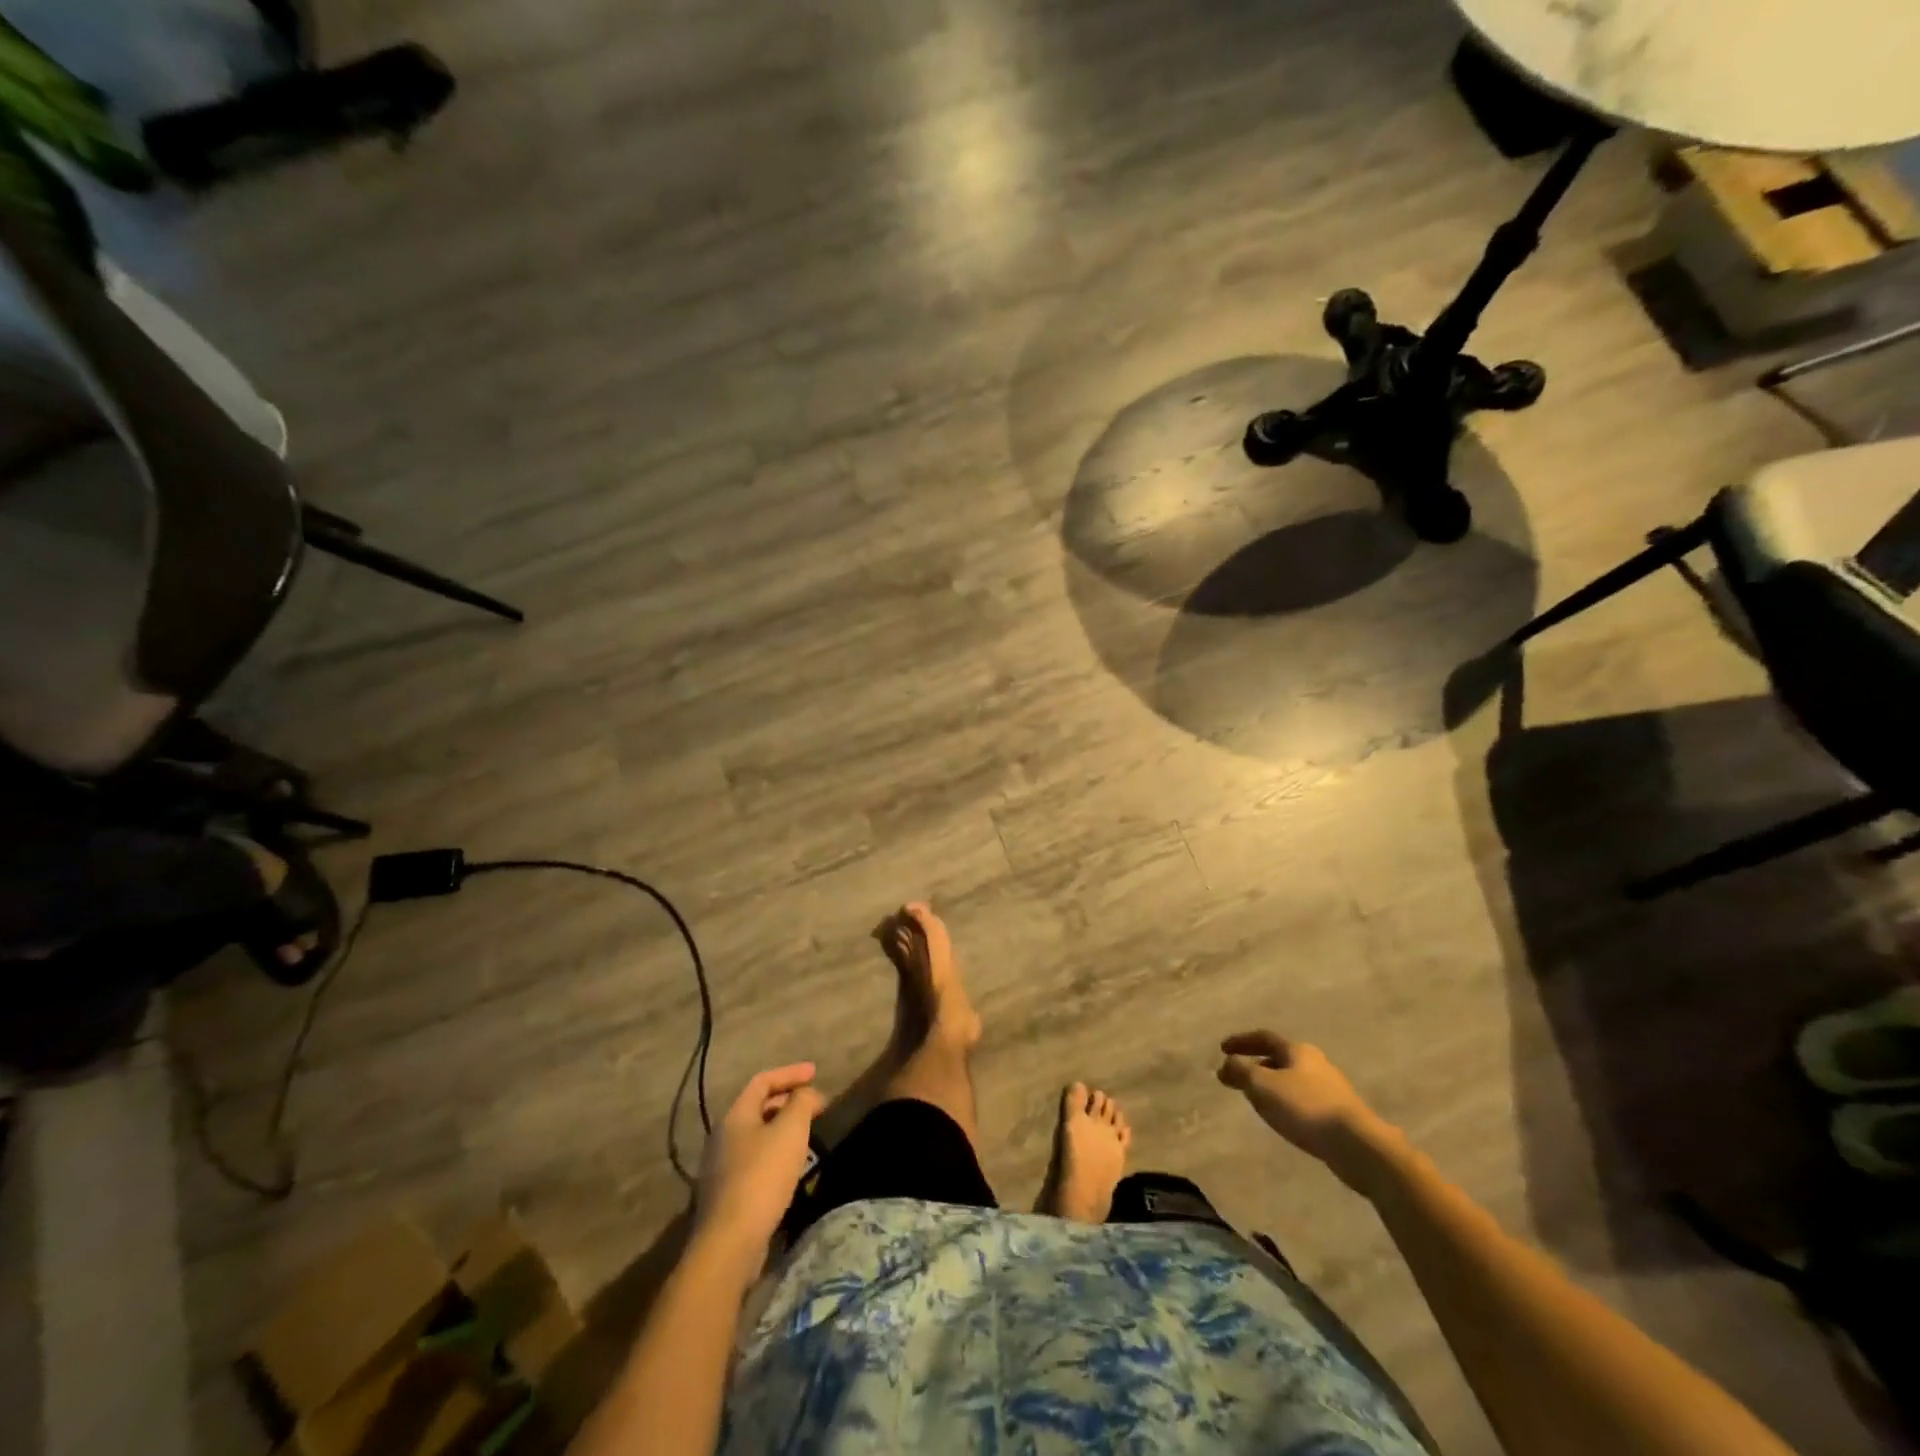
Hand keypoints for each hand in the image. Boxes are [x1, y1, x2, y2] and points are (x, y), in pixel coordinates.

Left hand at [696, 1063, 825, 1254]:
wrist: (729, 1243)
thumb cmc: (762, 1177)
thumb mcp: (790, 1131)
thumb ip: (802, 1103)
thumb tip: (807, 1094)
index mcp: (735, 1116)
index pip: (762, 1081)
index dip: (790, 1073)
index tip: (815, 1073)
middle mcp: (722, 1137)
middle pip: (758, 1108)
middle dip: (788, 1101)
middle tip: (815, 1105)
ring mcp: (721, 1168)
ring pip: (756, 1136)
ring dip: (782, 1129)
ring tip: (807, 1135)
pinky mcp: (726, 1195)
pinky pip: (754, 1161)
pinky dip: (775, 1154)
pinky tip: (791, 1168)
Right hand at [1217, 1031, 1397, 1193]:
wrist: (1358, 1146)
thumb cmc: (1305, 1108)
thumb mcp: (1263, 1086)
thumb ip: (1240, 1071)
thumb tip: (1227, 1064)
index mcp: (1298, 1050)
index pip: (1264, 1037)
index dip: (1241, 1041)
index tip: (1222, 1049)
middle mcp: (1316, 1063)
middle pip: (1280, 1058)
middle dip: (1256, 1065)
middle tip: (1238, 1077)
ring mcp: (1331, 1088)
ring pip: (1292, 1080)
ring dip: (1271, 1086)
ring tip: (1257, 1101)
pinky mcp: (1339, 1113)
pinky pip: (1304, 1100)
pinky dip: (1286, 1103)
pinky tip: (1283, 1119)